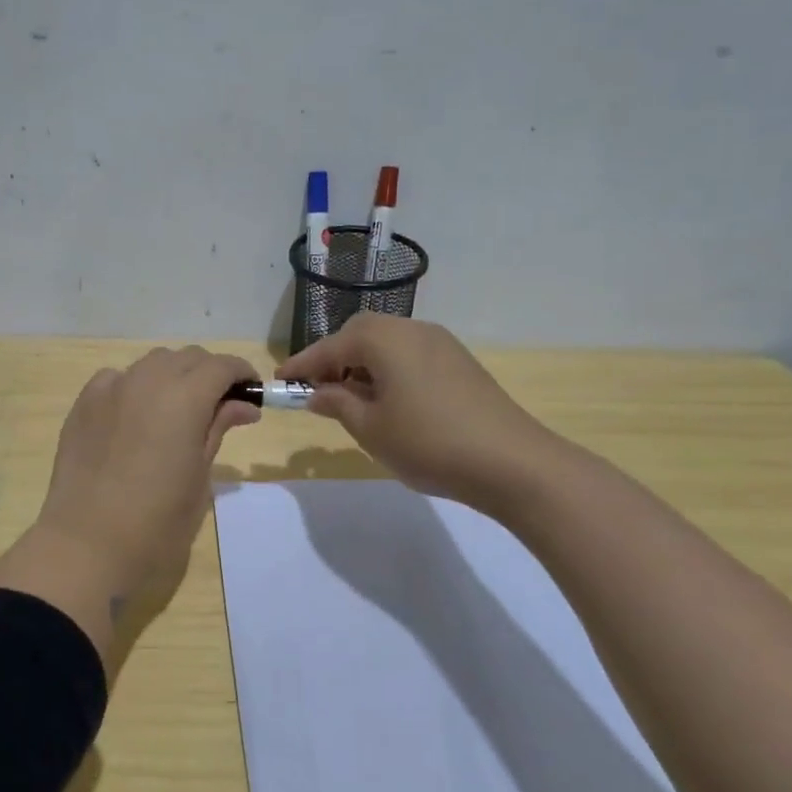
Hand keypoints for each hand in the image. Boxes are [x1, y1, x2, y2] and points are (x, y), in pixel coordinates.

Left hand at [0, 347, 258, 659]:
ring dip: (173, 376)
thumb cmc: (157, 522)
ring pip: (152, 363)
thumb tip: (242, 405)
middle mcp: (147, 380)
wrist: (87, 545)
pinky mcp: (83, 404)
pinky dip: (136, 386)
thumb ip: (218, 429)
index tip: (251, 393)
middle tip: (219, 406)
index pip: (221, 366)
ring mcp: (110, 388)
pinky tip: (136, 417)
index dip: (241, 373)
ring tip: (178, 411)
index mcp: (184, 398)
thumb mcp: (200, 477)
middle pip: (187, 357)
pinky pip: (117, 379)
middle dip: (209, 373)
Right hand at [277, 314, 562, 512]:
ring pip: (387, 343)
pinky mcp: (460, 362)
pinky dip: (389, 369)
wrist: (511, 462)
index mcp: (383, 339)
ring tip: (350, 399)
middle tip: (317, 390)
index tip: (280, 380)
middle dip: (334, 359)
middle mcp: (411, 329)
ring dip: (362, 364)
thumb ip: (338, 404)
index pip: (331, 346)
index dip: (303, 365)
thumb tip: (317, 392)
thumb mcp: (370, 428)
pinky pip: (410, 355)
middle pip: (360, 334)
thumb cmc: (428, 443)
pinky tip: (388, 400)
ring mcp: (441, 343)